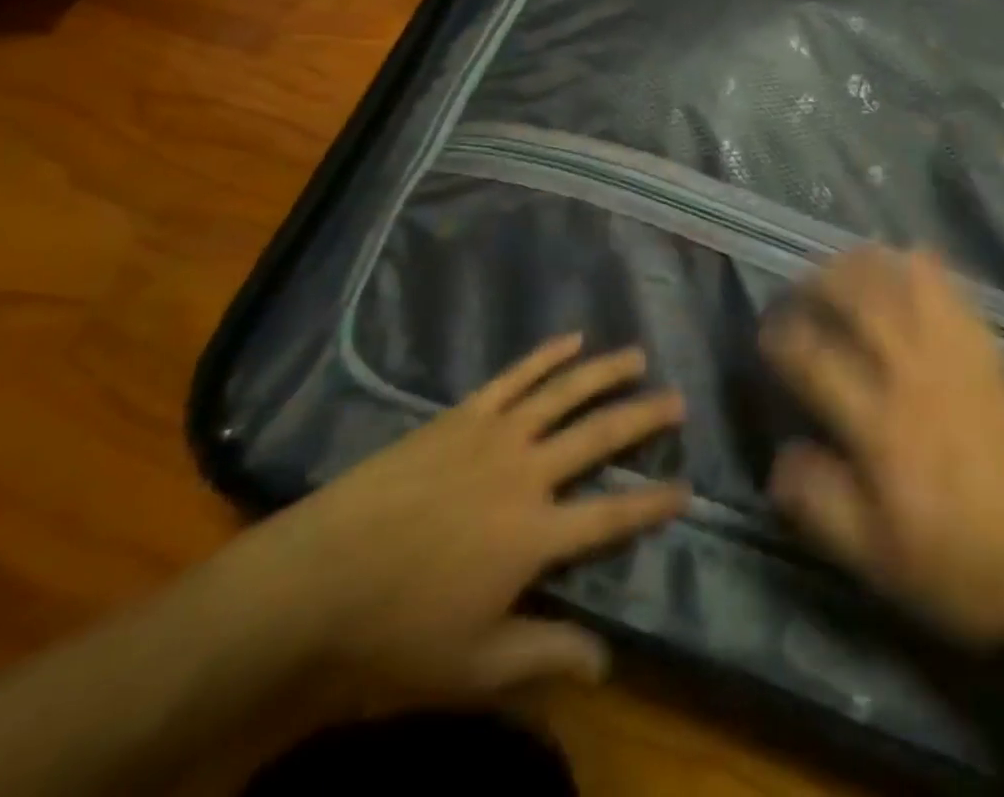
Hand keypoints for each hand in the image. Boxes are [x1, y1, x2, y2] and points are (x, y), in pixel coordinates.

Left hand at [258, 335, 687, 698]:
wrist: (316, 577)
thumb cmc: (395, 628)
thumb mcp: (473, 663)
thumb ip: (544, 654)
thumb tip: (608, 661)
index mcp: (535, 534)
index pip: (612, 514)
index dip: (654, 502)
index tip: (687, 488)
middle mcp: (527, 473)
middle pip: (600, 435)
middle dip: (645, 417)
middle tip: (679, 399)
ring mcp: (496, 434)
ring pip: (565, 392)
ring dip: (606, 372)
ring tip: (638, 357)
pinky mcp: (464, 414)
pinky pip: (515, 377)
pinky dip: (547, 356)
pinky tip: (572, 339)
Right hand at [762, 248, 1003, 654]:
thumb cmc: (972, 566)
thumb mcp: (884, 561)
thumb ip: (825, 506)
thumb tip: (780, 458)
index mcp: (881, 426)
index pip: (816, 360)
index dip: (783, 338)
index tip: (767, 333)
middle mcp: (913, 375)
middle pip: (860, 301)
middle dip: (821, 282)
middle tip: (801, 284)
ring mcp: (957, 358)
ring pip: (905, 284)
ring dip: (868, 263)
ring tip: (844, 261)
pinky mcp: (991, 354)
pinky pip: (955, 294)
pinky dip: (928, 268)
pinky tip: (913, 258)